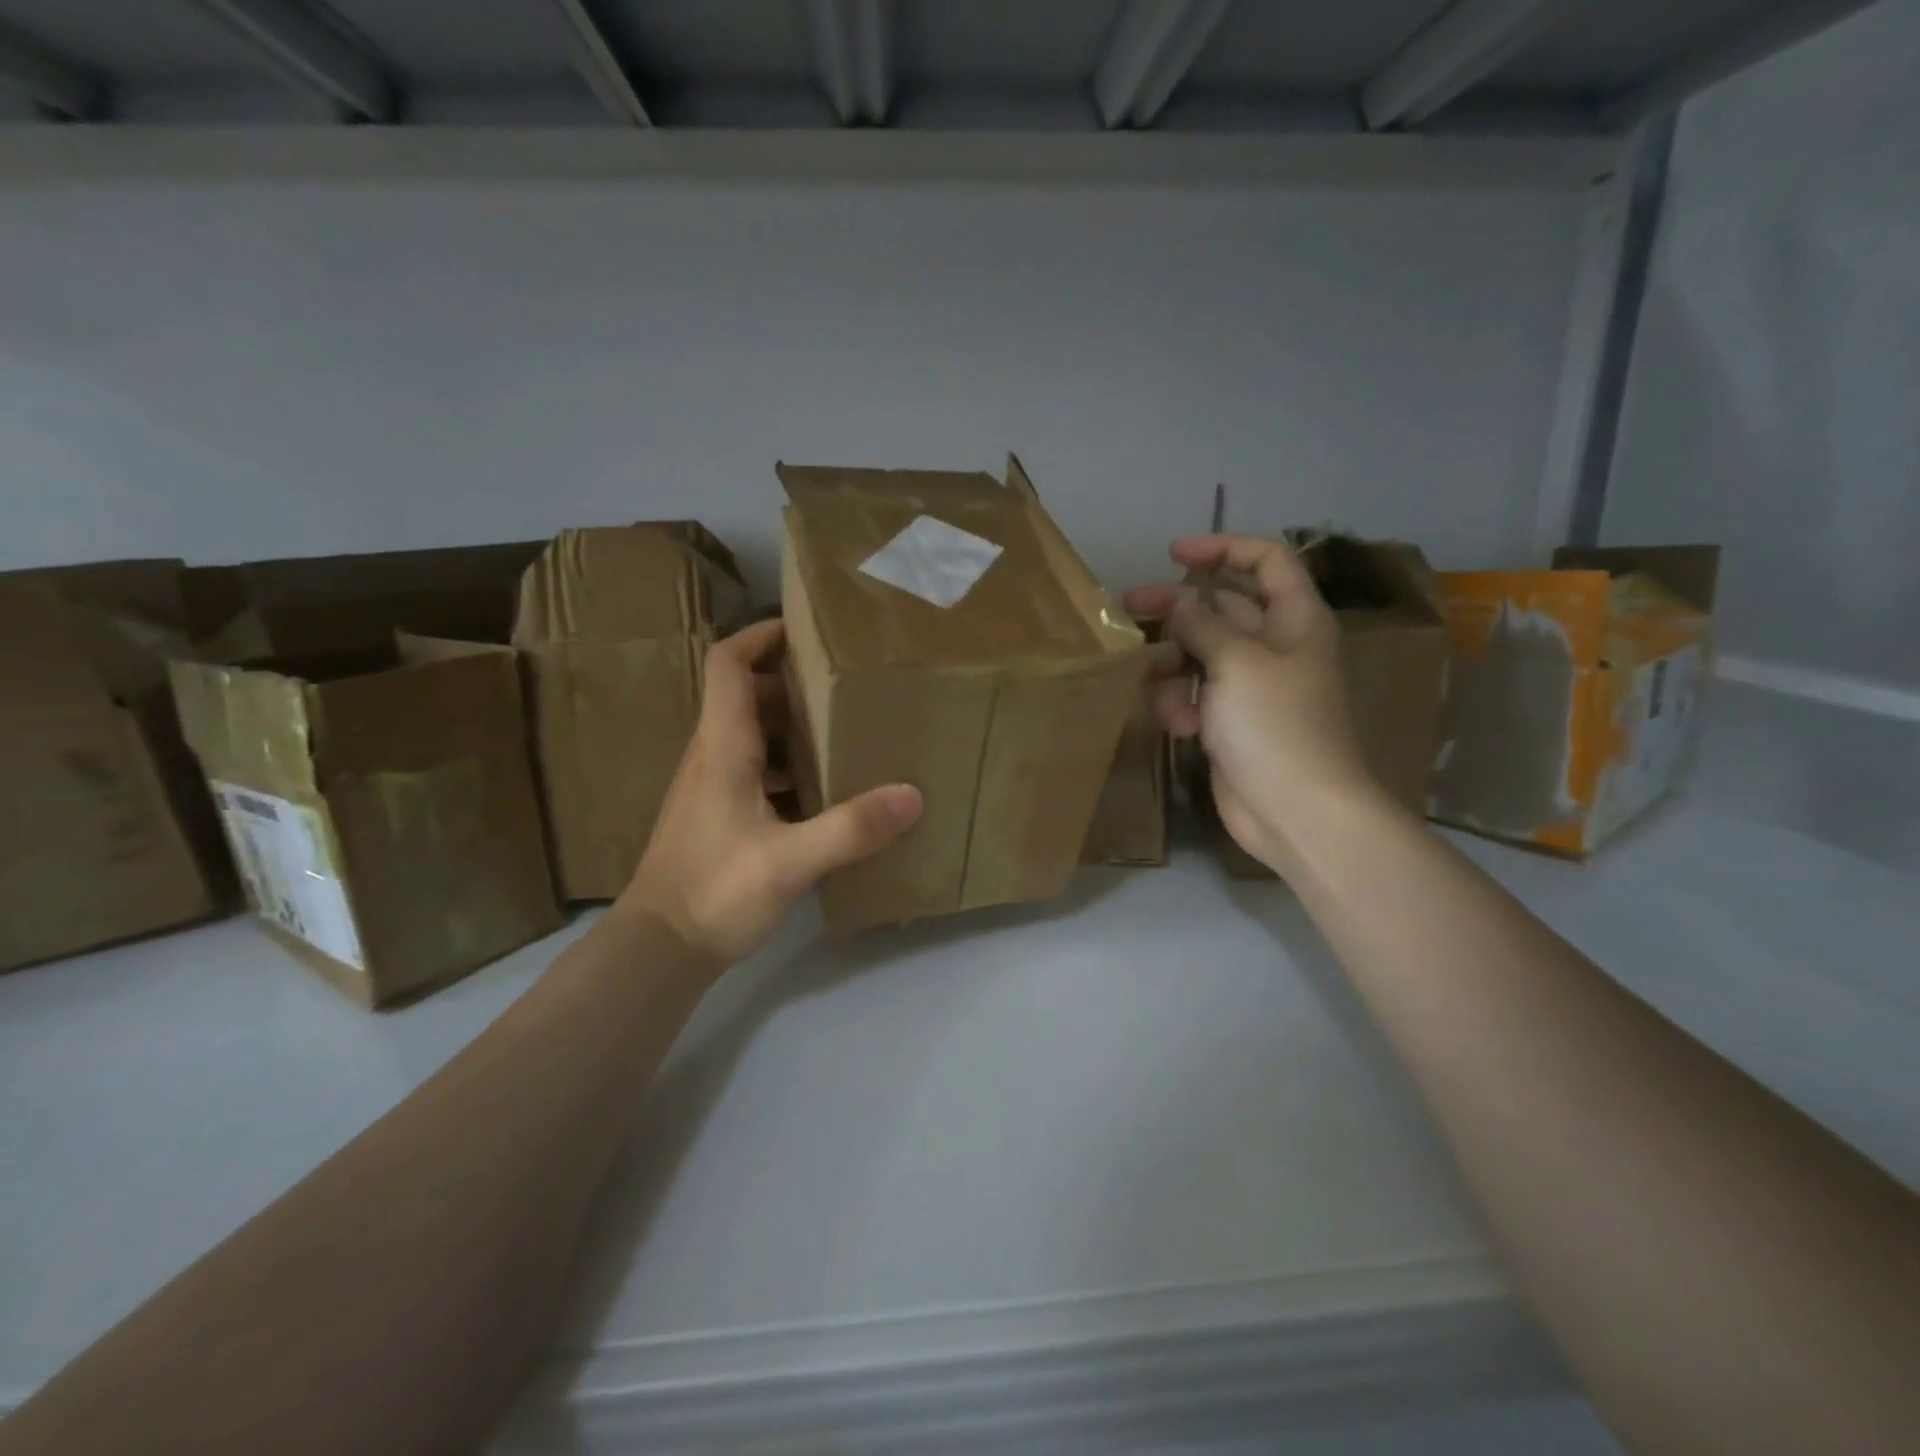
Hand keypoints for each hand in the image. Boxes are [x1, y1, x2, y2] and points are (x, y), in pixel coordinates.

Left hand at [620, 619, 921, 964]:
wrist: (659, 950)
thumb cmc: (715, 892)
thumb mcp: (790, 860)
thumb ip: (851, 828)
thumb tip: (912, 794)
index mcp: (722, 747)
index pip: (728, 665)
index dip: (760, 635)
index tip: (806, 628)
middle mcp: (712, 756)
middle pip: (746, 694)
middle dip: (791, 679)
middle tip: (845, 681)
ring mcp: (712, 787)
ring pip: (752, 734)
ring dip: (791, 724)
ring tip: (843, 728)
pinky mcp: (719, 816)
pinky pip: (756, 769)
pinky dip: (788, 764)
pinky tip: (824, 789)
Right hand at [1125, 534, 1377, 872]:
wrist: (1297, 811)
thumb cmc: (1276, 726)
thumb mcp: (1237, 662)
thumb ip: (1203, 624)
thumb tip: (1180, 603)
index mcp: (1294, 619)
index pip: (1266, 560)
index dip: (1223, 548)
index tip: (1175, 555)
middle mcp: (1275, 646)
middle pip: (1221, 608)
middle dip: (1178, 609)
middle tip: (1130, 606)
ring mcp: (1252, 687)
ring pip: (1200, 655)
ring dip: (1174, 668)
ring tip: (1158, 689)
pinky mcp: (1230, 722)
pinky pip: (1196, 696)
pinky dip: (1182, 706)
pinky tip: (1180, 728)